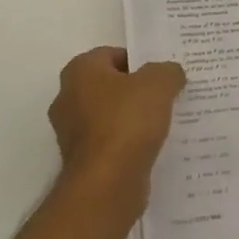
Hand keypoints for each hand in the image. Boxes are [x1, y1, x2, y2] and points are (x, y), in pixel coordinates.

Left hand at [49, 47, 185, 201]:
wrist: (107, 184)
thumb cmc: (127, 122)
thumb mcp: (159, 83)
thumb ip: (167, 71)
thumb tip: (170, 74)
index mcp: (79, 71)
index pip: (112, 54)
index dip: (139, 60)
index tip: (162, 74)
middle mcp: (68, 98)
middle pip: (110, 85)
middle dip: (136, 89)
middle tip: (166, 94)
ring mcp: (71, 133)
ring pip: (110, 115)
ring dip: (133, 117)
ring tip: (164, 121)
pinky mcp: (82, 161)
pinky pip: (111, 142)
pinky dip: (128, 142)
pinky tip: (152, 145)